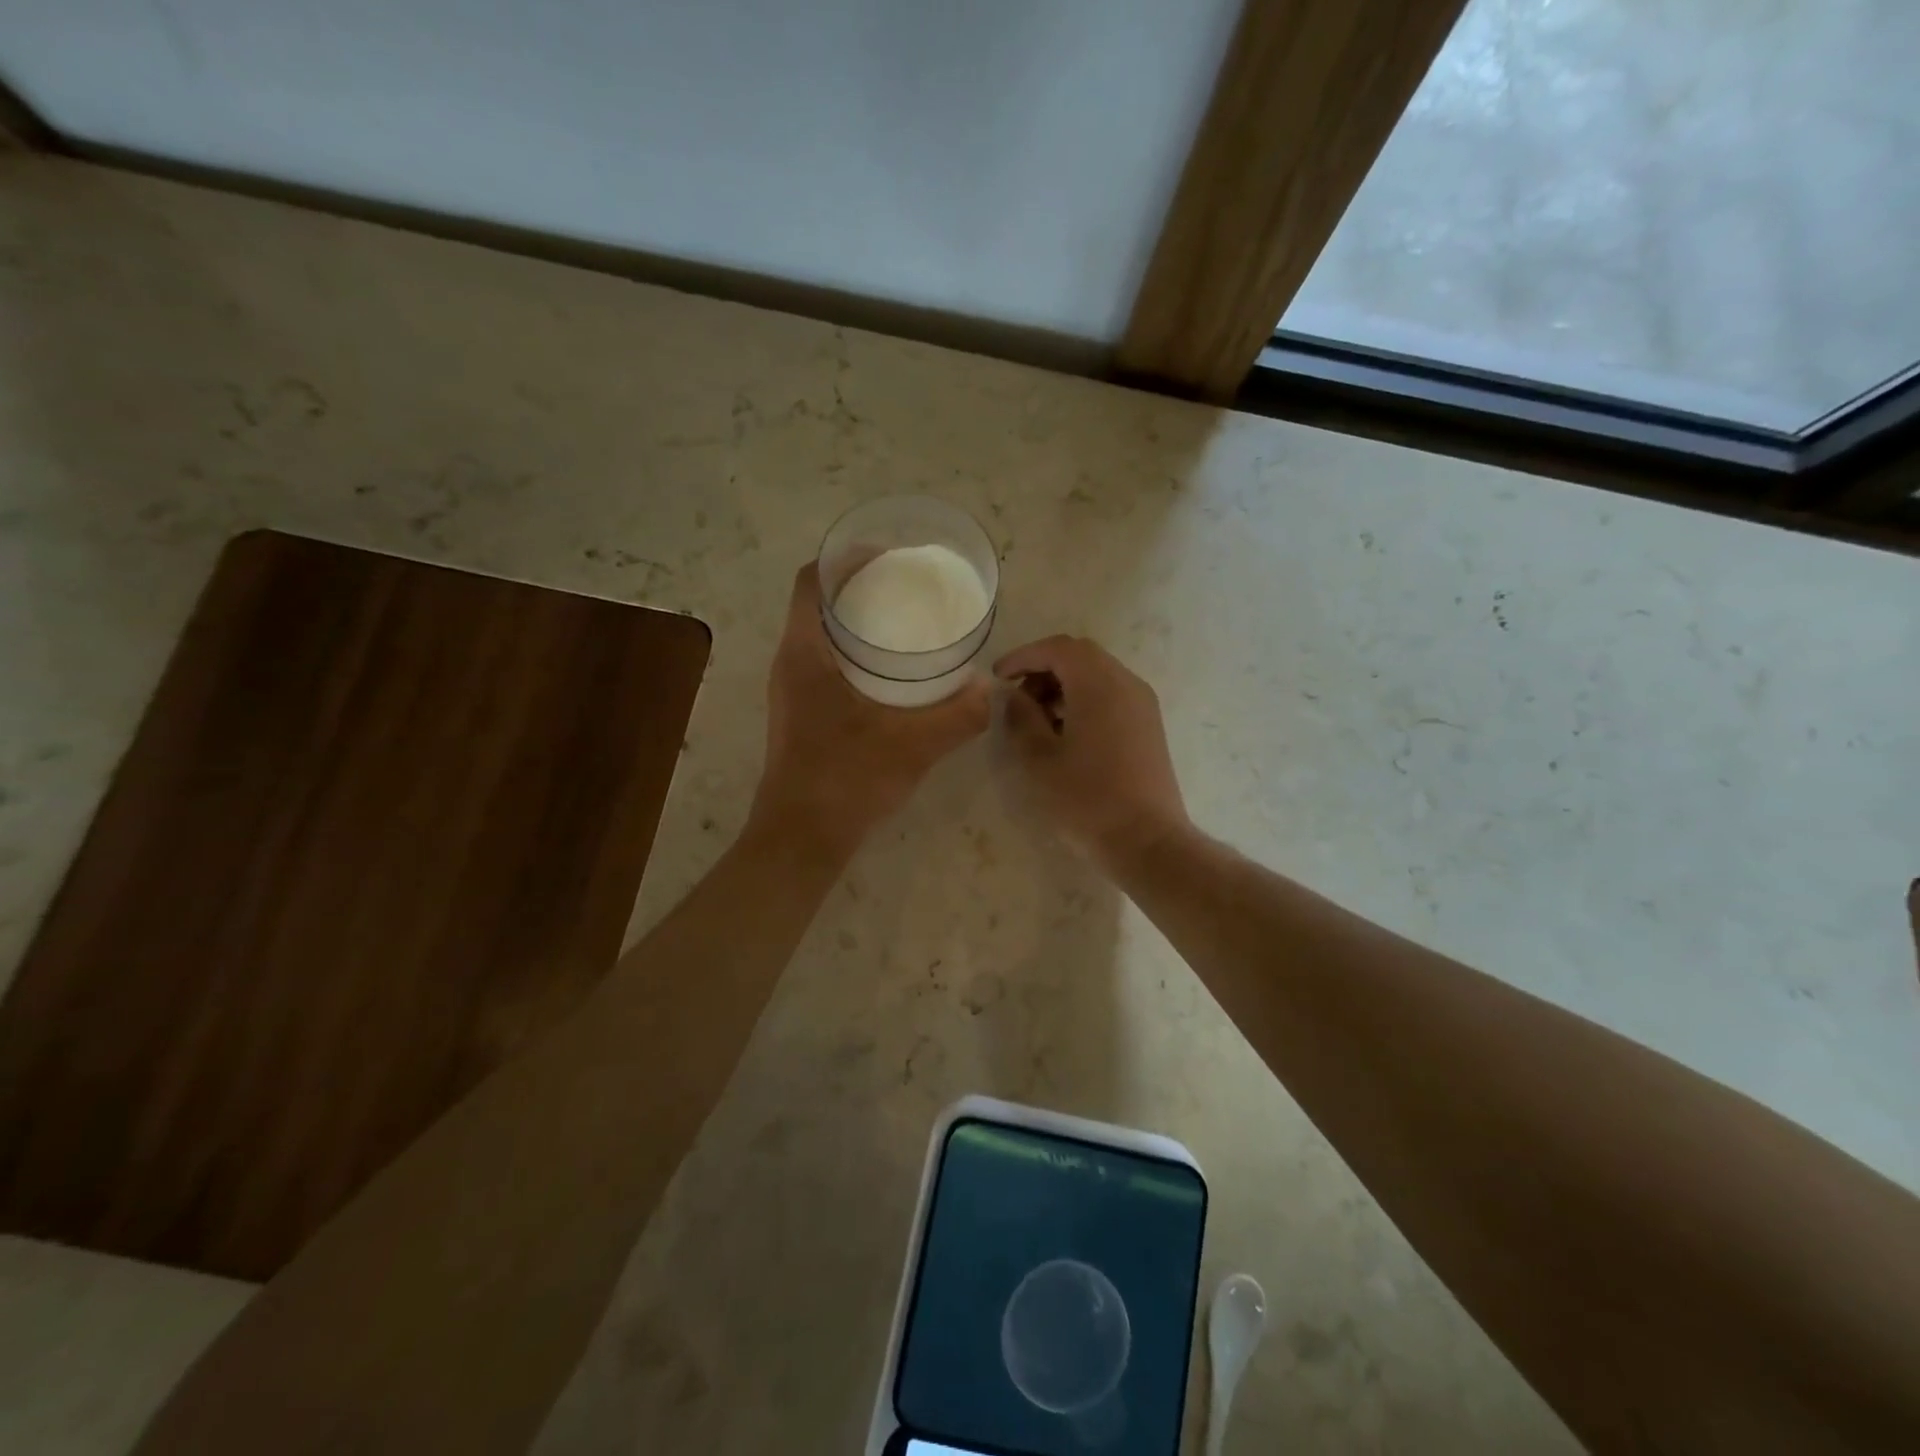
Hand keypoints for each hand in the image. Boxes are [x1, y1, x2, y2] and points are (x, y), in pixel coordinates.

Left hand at [750, 563, 991, 855]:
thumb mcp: (914, 745)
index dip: (845, 560)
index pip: (810, 581)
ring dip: (858, 623)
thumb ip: (959, 715)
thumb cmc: (846, 780)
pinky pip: (825, 664)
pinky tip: (893, 675)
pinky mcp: (801, 714)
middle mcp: (790, 663)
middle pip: (817, 603)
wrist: (802, 838)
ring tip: (905, 624)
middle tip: (908, 589)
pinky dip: (856, 655)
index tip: (889, 557)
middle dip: (860, 588)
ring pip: (821, 636)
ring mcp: (792, 691)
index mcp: (804, 653)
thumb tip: (992, 689)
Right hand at [994, 635, 1189, 871]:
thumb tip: (1014, 696)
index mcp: (1099, 684)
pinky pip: (1112, 695)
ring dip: (1063, 685)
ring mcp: (1142, 705)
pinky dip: (1084, 700)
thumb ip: (1021, 718)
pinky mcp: (1148, 726)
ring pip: (1097, 675)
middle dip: (1043, 669)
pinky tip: (1065, 733)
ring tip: (1038, 720)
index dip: (1024, 656)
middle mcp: (1126, 683)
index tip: (999, 678)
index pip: (1058, 648)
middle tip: (1017, 698)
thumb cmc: (1087, 799)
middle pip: (1080, 656)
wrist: (1147, 841)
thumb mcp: (1040, 759)